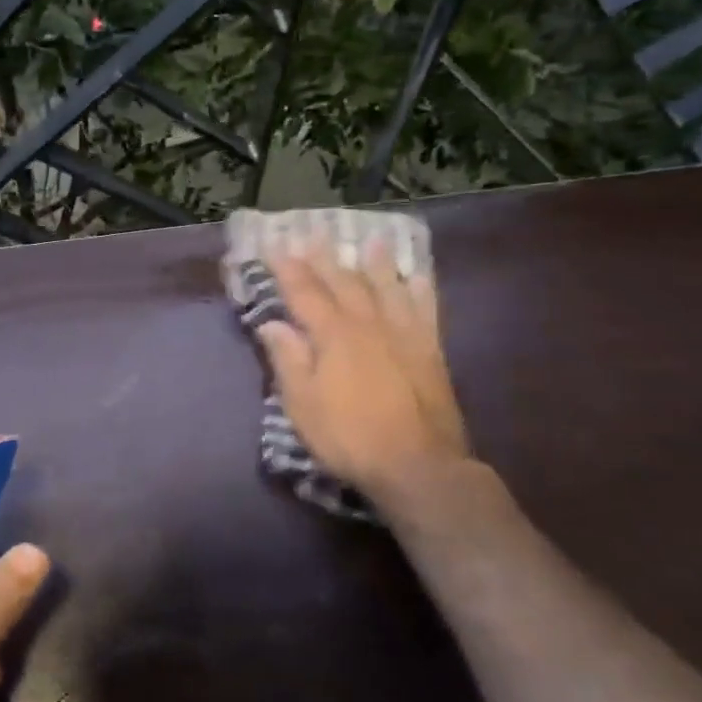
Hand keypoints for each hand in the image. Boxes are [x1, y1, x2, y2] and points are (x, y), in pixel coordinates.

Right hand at [258, 248, 474, 518]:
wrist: (418, 466)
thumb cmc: (349, 437)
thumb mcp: (302, 405)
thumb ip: (288, 360)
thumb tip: (272, 323)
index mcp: (333, 336)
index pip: (304, 292)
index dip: (287, 269)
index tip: (273, 246)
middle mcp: (368, 324)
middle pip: (344, 282)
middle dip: (325, 258)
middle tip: (313, 235)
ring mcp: (403, 334)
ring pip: (386, 288)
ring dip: (375, 263)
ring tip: (370, 240)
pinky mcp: (429, 350)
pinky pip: (424, 308)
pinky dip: (419, 288)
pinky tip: (416, 276)